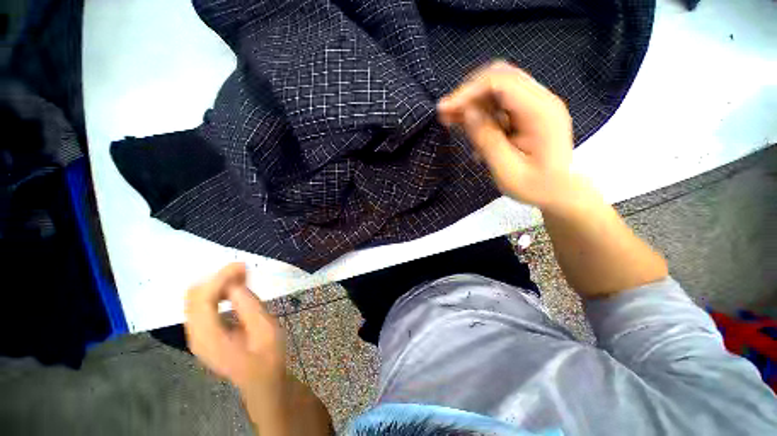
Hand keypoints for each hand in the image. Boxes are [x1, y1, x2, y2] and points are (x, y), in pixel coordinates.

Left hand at [184, 263, 285, 391]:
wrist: (262, 380)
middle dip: (217, 279)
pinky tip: (234, 290)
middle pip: (193, 296)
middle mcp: (195, 336)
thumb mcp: (264, 328)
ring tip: (242, 277)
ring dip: (217, 284)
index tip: (242, 265)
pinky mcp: (203, 334)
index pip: (203, 299)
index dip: (220, 278)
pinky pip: (202, 306)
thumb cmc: (268, 356)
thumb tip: (235, 280)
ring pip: (195, 299)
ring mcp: (196, 336)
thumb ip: (247, 304)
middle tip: (244, 271)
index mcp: (209, 338)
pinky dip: (217, 293)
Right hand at [437, 61, 574, 210]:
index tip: (446, 110)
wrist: (559, 191)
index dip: (469, 91)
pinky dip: (481, 111)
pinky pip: (501, 103)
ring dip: (472, 101)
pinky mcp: (529, 113)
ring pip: (498, 88)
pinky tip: (468, 126)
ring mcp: (536, 105)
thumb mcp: (506, 170)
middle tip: (446, 113)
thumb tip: (468, 112)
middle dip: (468, 93)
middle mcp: (541, 100)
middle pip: (500, 78)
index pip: (501, 83)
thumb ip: (488, 140)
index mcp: (540, 112)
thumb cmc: (535, 187)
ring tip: (451, 120)